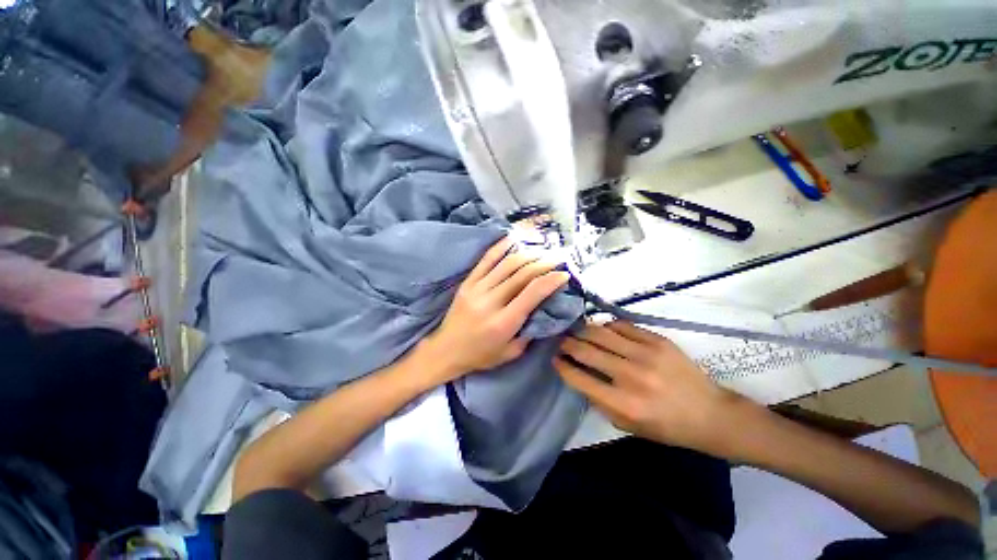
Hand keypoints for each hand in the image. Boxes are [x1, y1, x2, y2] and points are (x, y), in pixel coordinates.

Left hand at [423, 237, 570, 381]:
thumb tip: (545, 308)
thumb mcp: (511, 352)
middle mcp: (491, 301)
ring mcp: (477, 289)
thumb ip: (530, 330)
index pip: (532, 293)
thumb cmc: (481, 355)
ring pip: (507, 264)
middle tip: (558, 258)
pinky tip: (513, 238)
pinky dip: (501, 247)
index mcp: (504, 322)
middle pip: (522, 274)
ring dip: (528, 254)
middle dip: (544, 263)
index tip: (564, 274)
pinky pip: (486, 260)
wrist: (445, 351)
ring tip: (542, 250)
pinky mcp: (468, 282)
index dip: (551, 280)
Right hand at [554, 321, 748, 455]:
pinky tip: (604, 330)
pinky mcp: (657, 340)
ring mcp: (645, 354)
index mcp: (623, 404)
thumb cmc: (666, 426)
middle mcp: (631, 376)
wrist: (709, 414)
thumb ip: (599, 401)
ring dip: (583, 331)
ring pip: (600, 332)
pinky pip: (622, 325)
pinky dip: (607, 326)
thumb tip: (578, 374)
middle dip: (567, 344)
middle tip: (561, 341)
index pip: (579, 378)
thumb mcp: (627, 425)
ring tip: (577, 331)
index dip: (562, 365)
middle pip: (586, 351)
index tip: (554, 358)